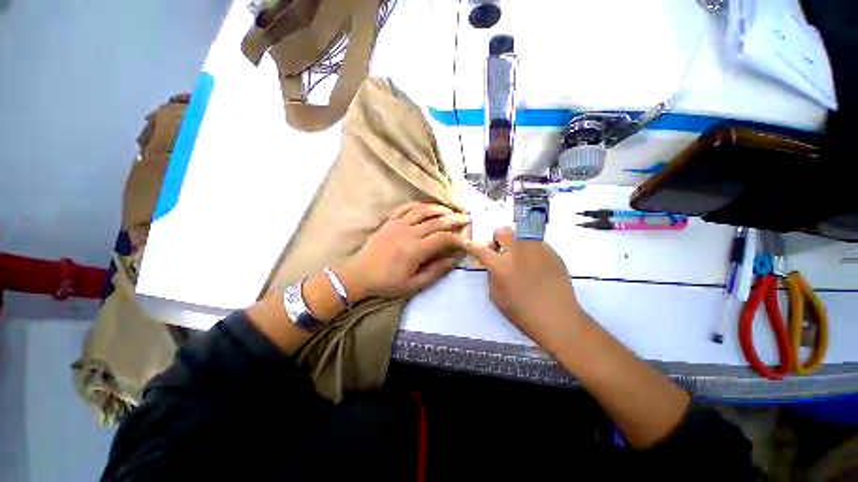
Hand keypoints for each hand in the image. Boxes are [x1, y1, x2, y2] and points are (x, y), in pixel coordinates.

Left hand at [338, 202, 469, 298]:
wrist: (359, 274)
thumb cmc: (387, 282)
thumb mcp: (413, 284)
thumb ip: (435, 271)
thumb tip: (453, 259)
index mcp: (415, 250)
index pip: (442, 238)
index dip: (456, 237)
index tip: (465, 239)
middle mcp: (408, 233)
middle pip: (436, 221)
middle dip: (454, 219)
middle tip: (467, 217)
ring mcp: (397, 224)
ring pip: (422, 210)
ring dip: (438, 208)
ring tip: (450, 210)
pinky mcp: (389, 221)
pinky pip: (405, 207)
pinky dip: (418, 205)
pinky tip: (426, 207)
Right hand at [463, 227, 587, 350]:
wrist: (558, 319)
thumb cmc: (522, 313)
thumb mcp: (496, 296)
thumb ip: (490, 275)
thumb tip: (489, 263)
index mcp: (501, 266)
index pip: (481, 249)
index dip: (472, 245)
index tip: (467, 243)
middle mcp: (518, 252)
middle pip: (503, 231)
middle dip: (497, 238)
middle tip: (500, 251)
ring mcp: (537, 249)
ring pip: (521, 233)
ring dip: (514, 242)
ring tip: (518, 257)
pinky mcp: (552, 252)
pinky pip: (535, 243)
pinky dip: (529, 249)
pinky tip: (534, 265)